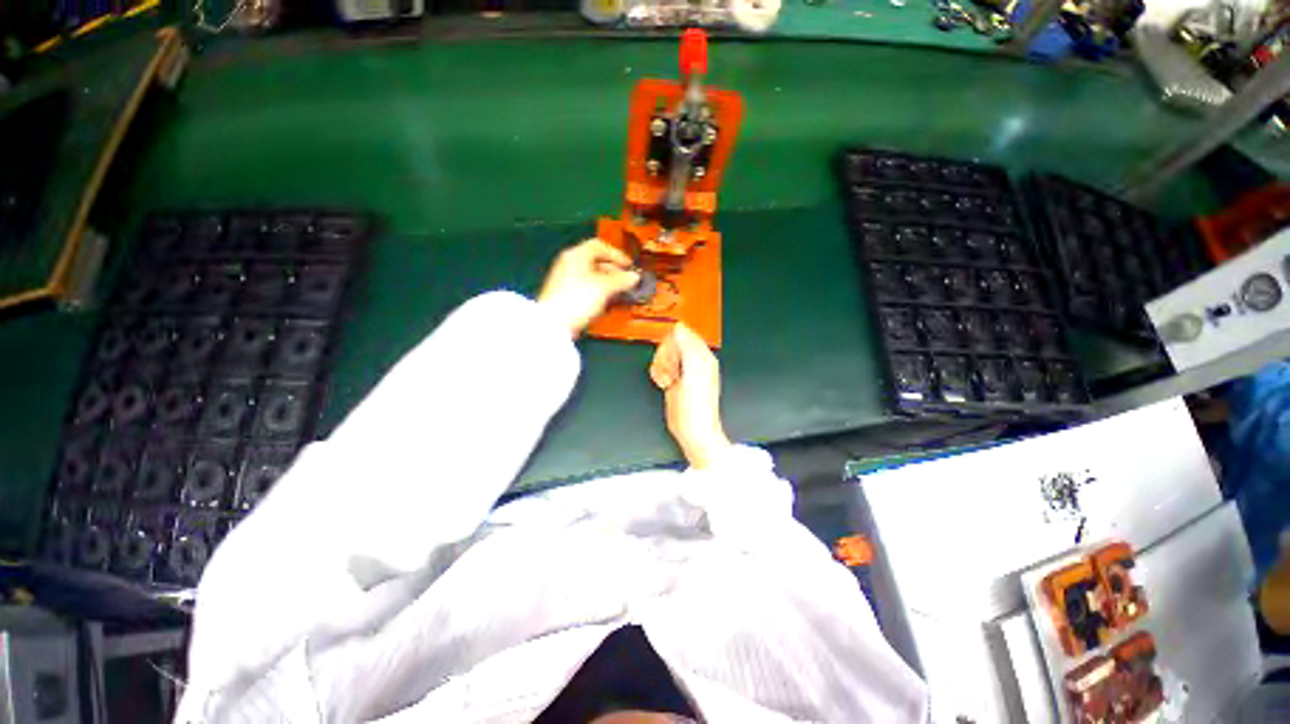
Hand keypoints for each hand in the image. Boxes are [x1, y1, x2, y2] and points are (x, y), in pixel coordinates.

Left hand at [538, 239, 640, 336]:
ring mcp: (565, 279)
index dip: (617, 254)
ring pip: (591, 274)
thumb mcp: (604, 287)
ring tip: (618, 291)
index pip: (599, 246)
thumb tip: (634, 277)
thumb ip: (621, 280)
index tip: (628, 265)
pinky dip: (598, 289)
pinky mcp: (564, 293)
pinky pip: (585, 285)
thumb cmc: (577, 299)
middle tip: (626, 279)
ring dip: (607, 281)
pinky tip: (605, 299)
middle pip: (595, 260)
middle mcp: (569, 263)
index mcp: (576, 255)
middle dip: (613, 269)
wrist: (554, 323)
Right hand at [650, 322, 730, 468]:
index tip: (672, 356)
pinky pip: (660, 366)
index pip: (683, 333)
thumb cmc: (697, 406)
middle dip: (665, 356)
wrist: (693, 430)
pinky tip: (664, 383)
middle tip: (671, 371)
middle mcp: (693, 361)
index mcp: (702, 355)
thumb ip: (686, 346)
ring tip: (668, 379)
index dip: (673, 342)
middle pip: (670, 343)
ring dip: (660, 366)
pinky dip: (658, 373)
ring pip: (663, 355)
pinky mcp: (673, 379)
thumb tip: (679, 327)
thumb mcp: (693, 372)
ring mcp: (682, 371)